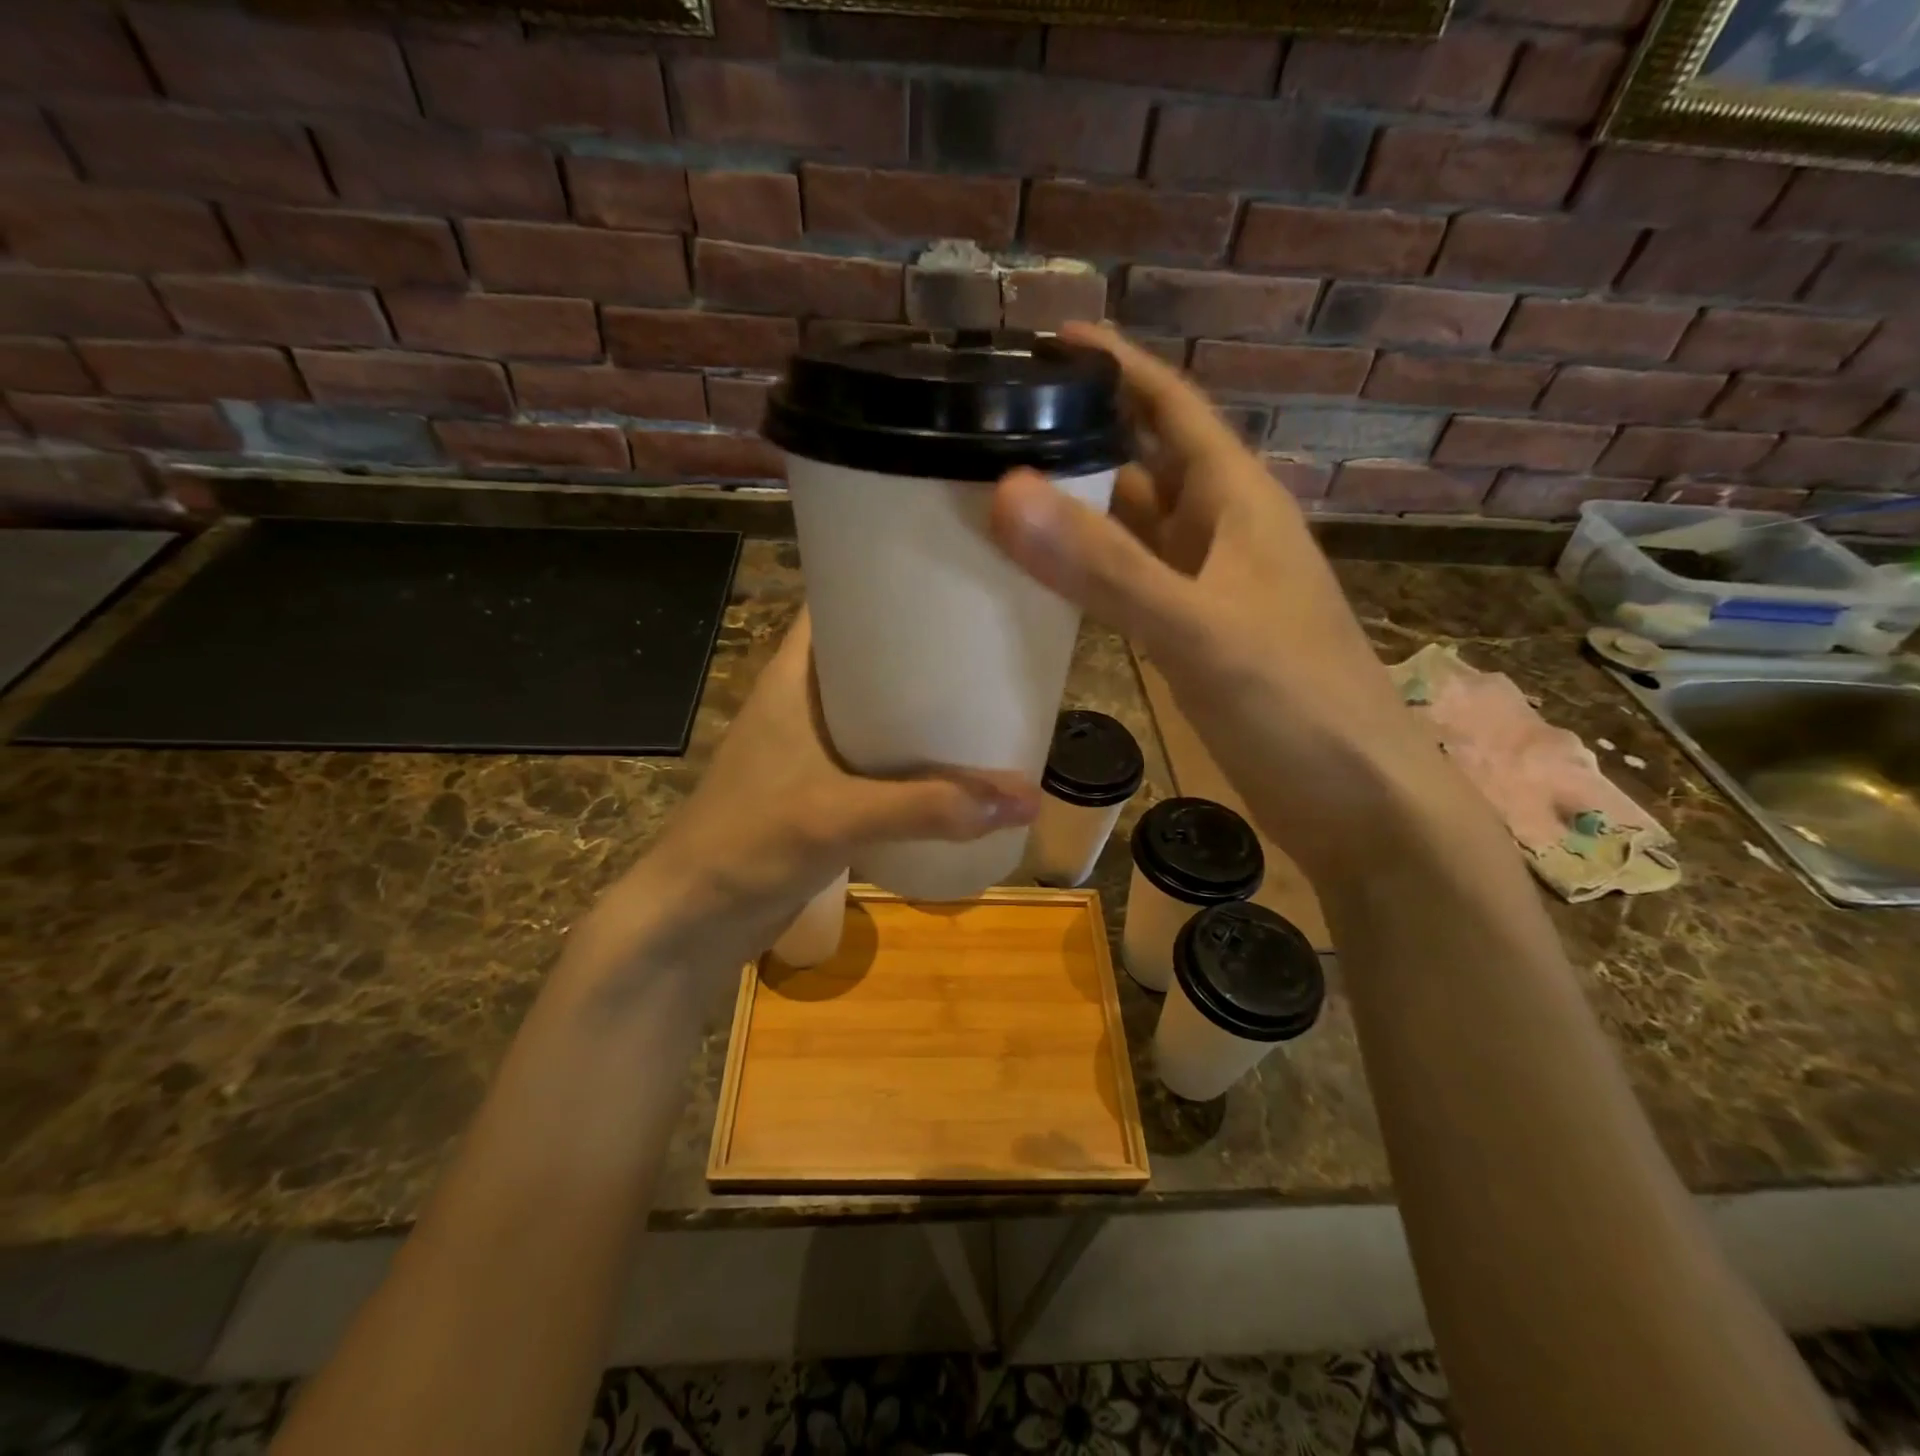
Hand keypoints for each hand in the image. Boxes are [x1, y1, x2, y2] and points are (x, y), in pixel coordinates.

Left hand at [574, 611, 1040, 983]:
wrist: (695, 919)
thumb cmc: (748, 843)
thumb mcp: (837, 815)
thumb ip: (929, 807)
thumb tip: (1025, 799)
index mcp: (794, 677)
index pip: (839, 602)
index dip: (889, 582)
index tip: (953, 575)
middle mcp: (806, 702)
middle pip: (872, 655)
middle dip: (926, 648)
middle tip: (991, 637)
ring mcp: (815, 748)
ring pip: (880, 710)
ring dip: (925, 707)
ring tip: (990, 693)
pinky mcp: (826, 790)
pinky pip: (882, 758)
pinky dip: (916, 756)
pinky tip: (959, 763)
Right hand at [988, 322, 1444, 876]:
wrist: (1359, 805)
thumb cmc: (1297, 707)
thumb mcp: (1201, 631)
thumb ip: (1108, 569)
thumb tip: (1008, 491)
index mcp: (1237, 504)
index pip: (1172, 407)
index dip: (1116, 366)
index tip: (1044, 339)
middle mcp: (1223, 534)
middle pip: (1144, 462)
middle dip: (1079, 437)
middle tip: (993, 429)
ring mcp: (1210, 590)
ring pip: (1135, 529)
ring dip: (1079, 510)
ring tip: (999, 497)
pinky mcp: (1197, 639)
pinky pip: (1134, 586)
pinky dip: (1091, 574)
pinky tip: (1045, 583)